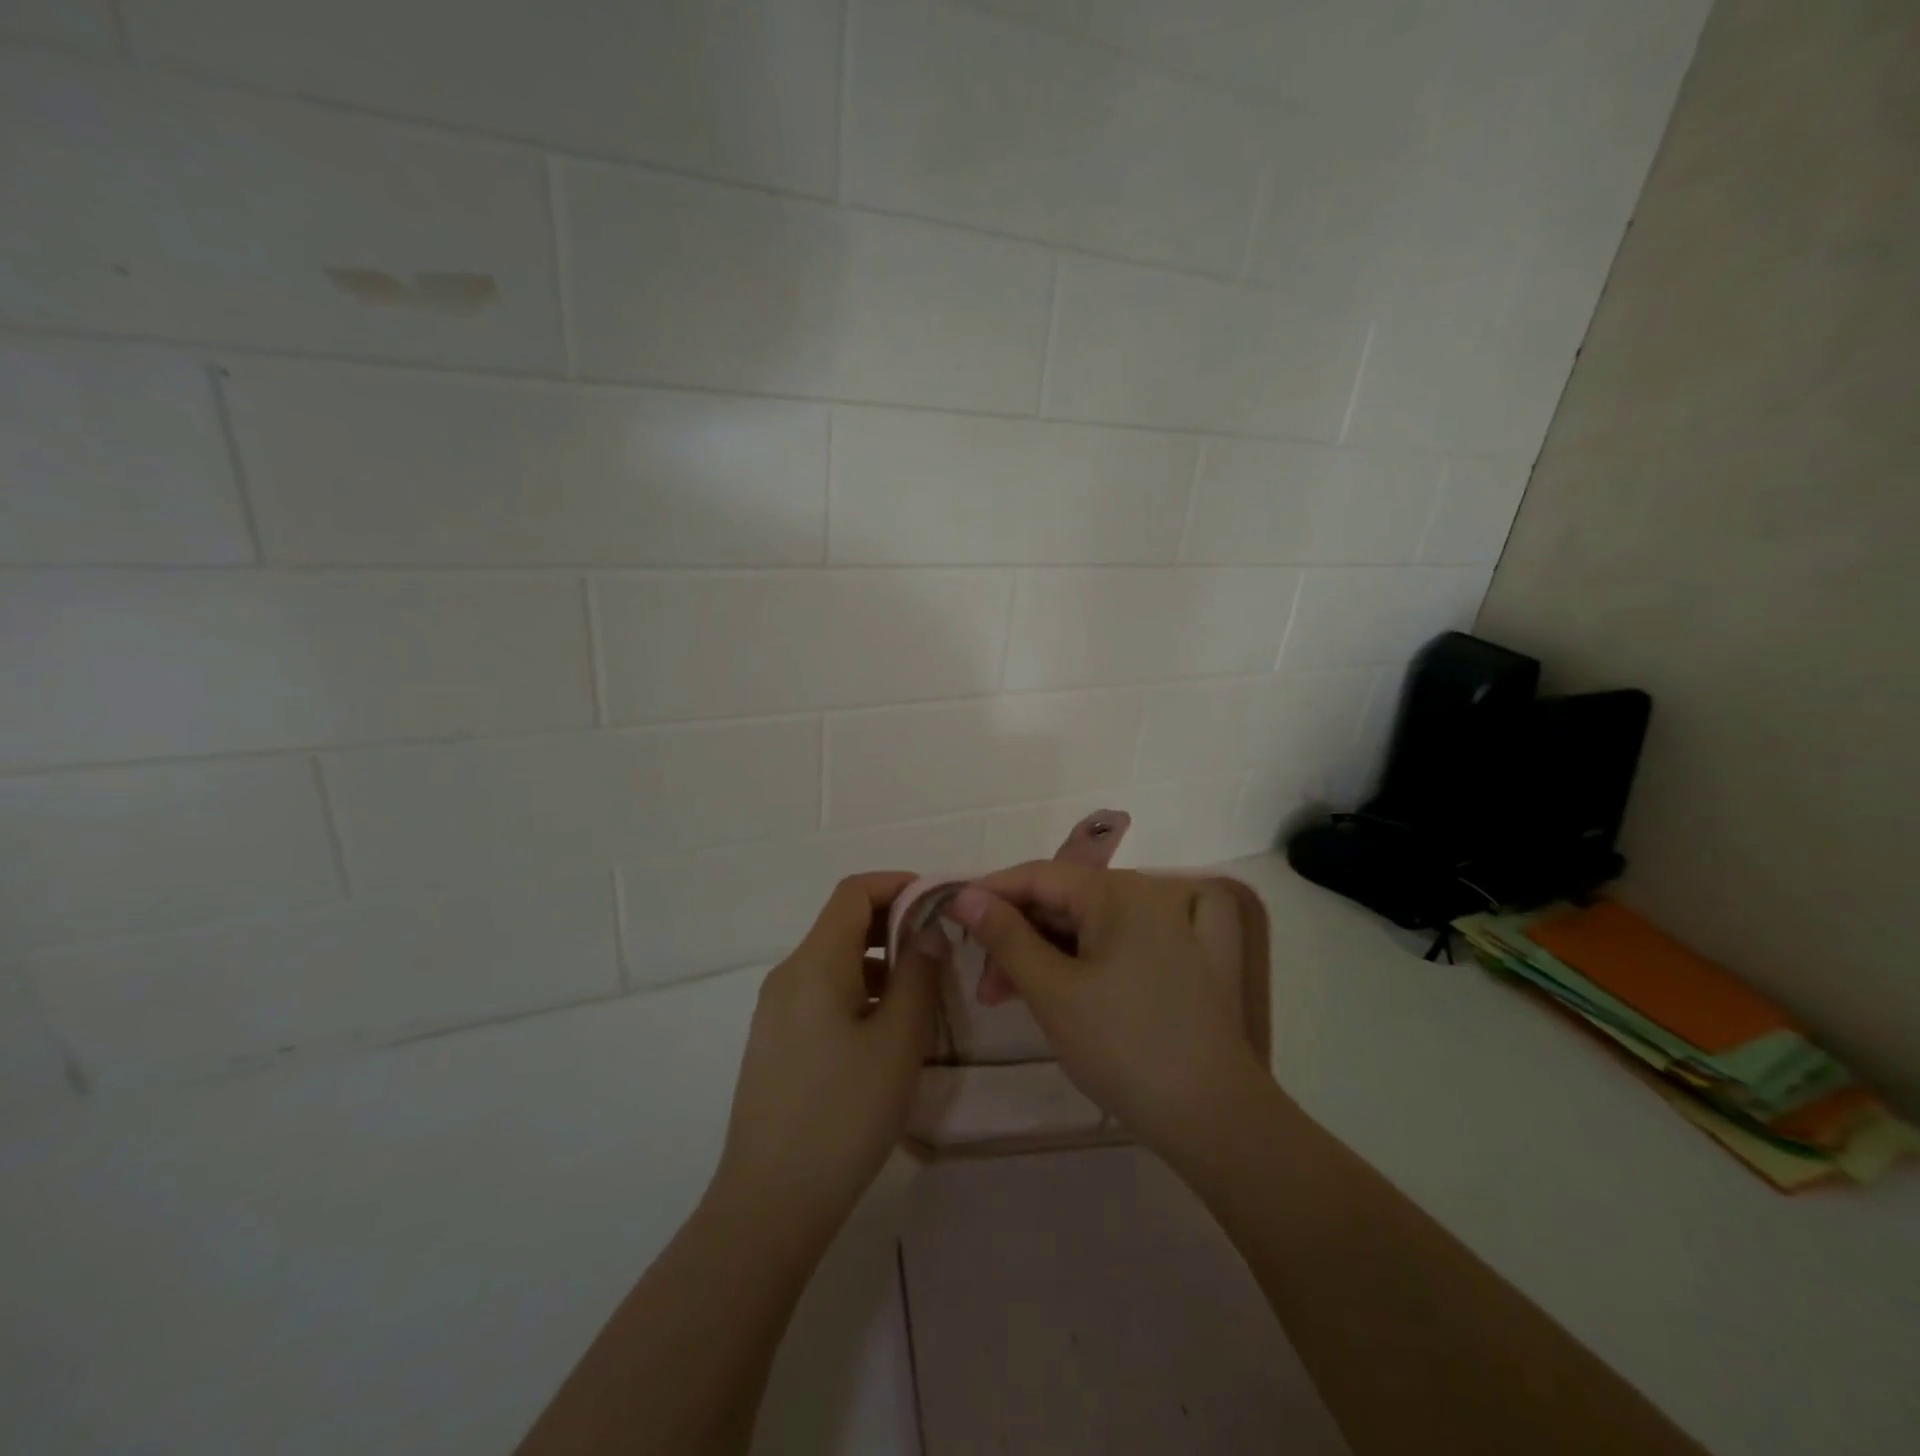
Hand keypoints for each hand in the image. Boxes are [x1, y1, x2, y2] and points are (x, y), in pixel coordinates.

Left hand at [707, 872, 937, 1245]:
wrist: (770, 1203)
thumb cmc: (844, 1113)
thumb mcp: (898, 1041)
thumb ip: (919, 975)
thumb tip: (929, 931)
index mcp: (814, 963)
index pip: (854, 892)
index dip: (898, 884)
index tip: (939, 902)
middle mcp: (788, 975)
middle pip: (842, 923)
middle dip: (893, 923)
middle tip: (940, 948)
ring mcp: (776, 1010)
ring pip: (834, 960)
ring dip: (879, 960)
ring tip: (920, 992)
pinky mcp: (776, 1041)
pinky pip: (821, 992)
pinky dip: (858, 989)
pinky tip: (884, 1029)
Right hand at [949, 864, 1264, 1160]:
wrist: (1213, 1115)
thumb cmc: (1122, 1045)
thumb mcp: (1052, 990)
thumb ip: (1005, 936)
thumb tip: (964, 895)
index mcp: (1117, 891)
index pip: (1037, 874)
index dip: (988, 892)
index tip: (947, 917)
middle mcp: (1142, 896)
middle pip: (1059, 899)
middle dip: (1013, 934)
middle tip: (981, 980)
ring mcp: (1161, 928)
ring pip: (1080, 926)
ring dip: (1038, 955)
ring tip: (1003, 998)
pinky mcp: (1169, 959)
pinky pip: (1106, 945)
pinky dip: (1071, 965)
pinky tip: (1047, 995)